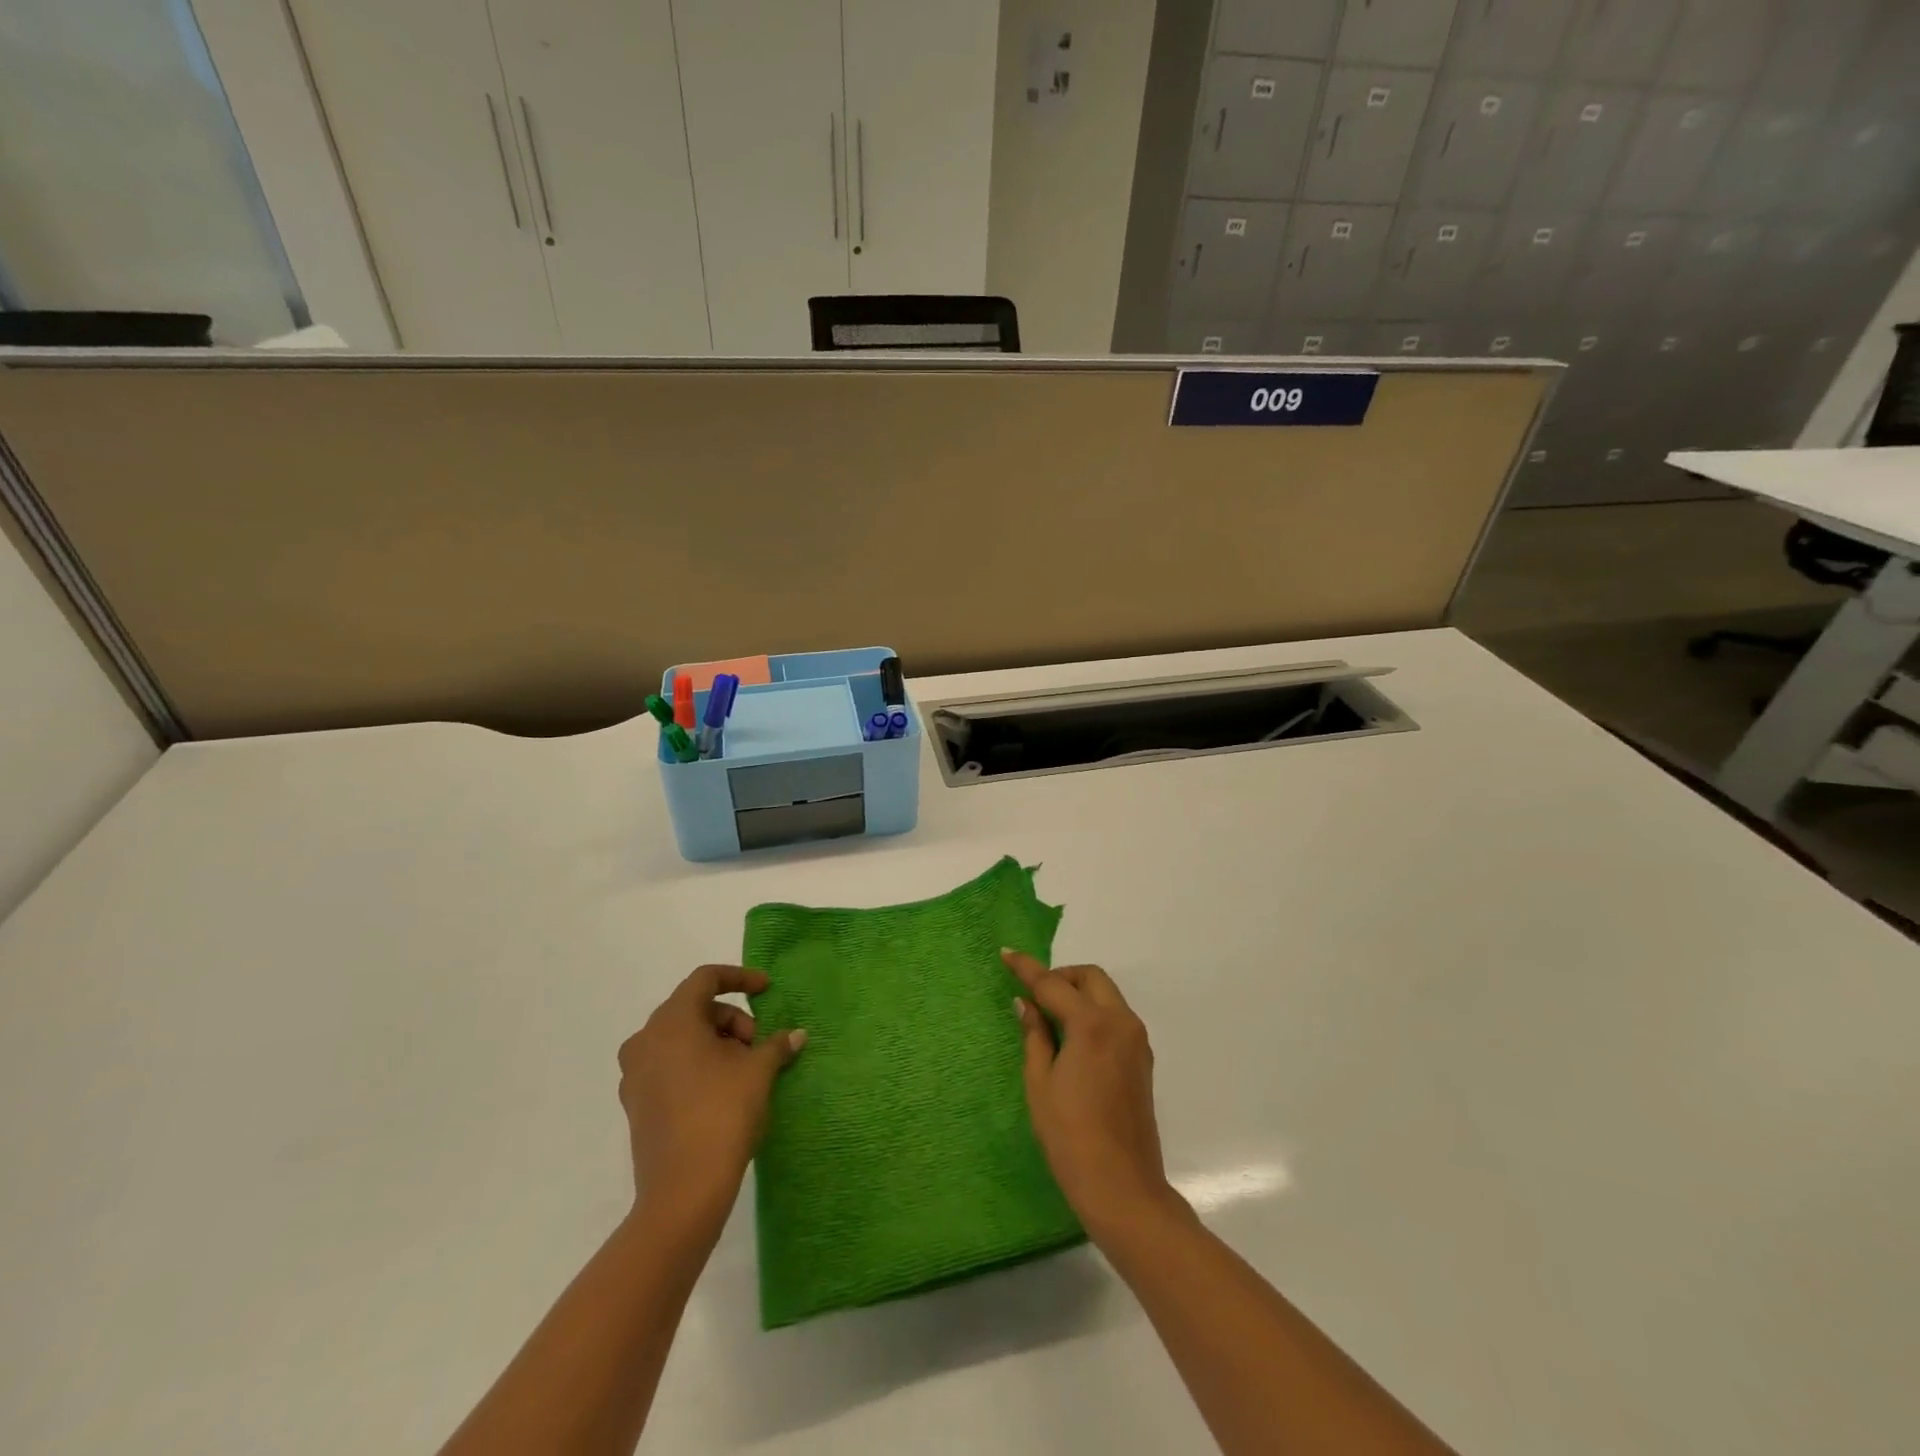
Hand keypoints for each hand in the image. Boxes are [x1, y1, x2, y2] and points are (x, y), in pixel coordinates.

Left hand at [617, 965, 804, 1235]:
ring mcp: (635, 1074)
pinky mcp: (636, 1103)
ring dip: (716, 1042)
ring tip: (745, 1069)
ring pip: (681, 1039)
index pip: (705, 979)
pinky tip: (722, 1089)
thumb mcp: (758, 1072)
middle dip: (732, 1019)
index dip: (739, 978)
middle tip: (759, 1044)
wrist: (683, 1191)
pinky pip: (669, 1065)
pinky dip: (697, 1064)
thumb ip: (776, 1045)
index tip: (766, 990)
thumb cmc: (722, 1114)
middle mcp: (645, 1040)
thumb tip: (796, 1035)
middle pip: (694, 1009)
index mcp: (671, 1022)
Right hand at [1004, 949, 1177, 1238]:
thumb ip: (1035, 1035)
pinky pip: (1116, 1018)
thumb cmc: (1070, 1136)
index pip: (1053, 985)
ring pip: (1107, 995)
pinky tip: (1074, 1037)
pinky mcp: (1142, 1059)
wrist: (1123, 1187)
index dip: (1027, 969)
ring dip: (1080, 993)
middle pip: (1091, 978)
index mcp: (1093, 1025)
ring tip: (1051, 1016)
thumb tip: (1026, 1004)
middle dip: (1061, 976)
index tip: (1007, 954)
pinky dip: (1094, 1013)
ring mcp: (1136, 1040)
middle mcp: (1121, 1022)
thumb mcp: (1040, 1083)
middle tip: (1034, 993)